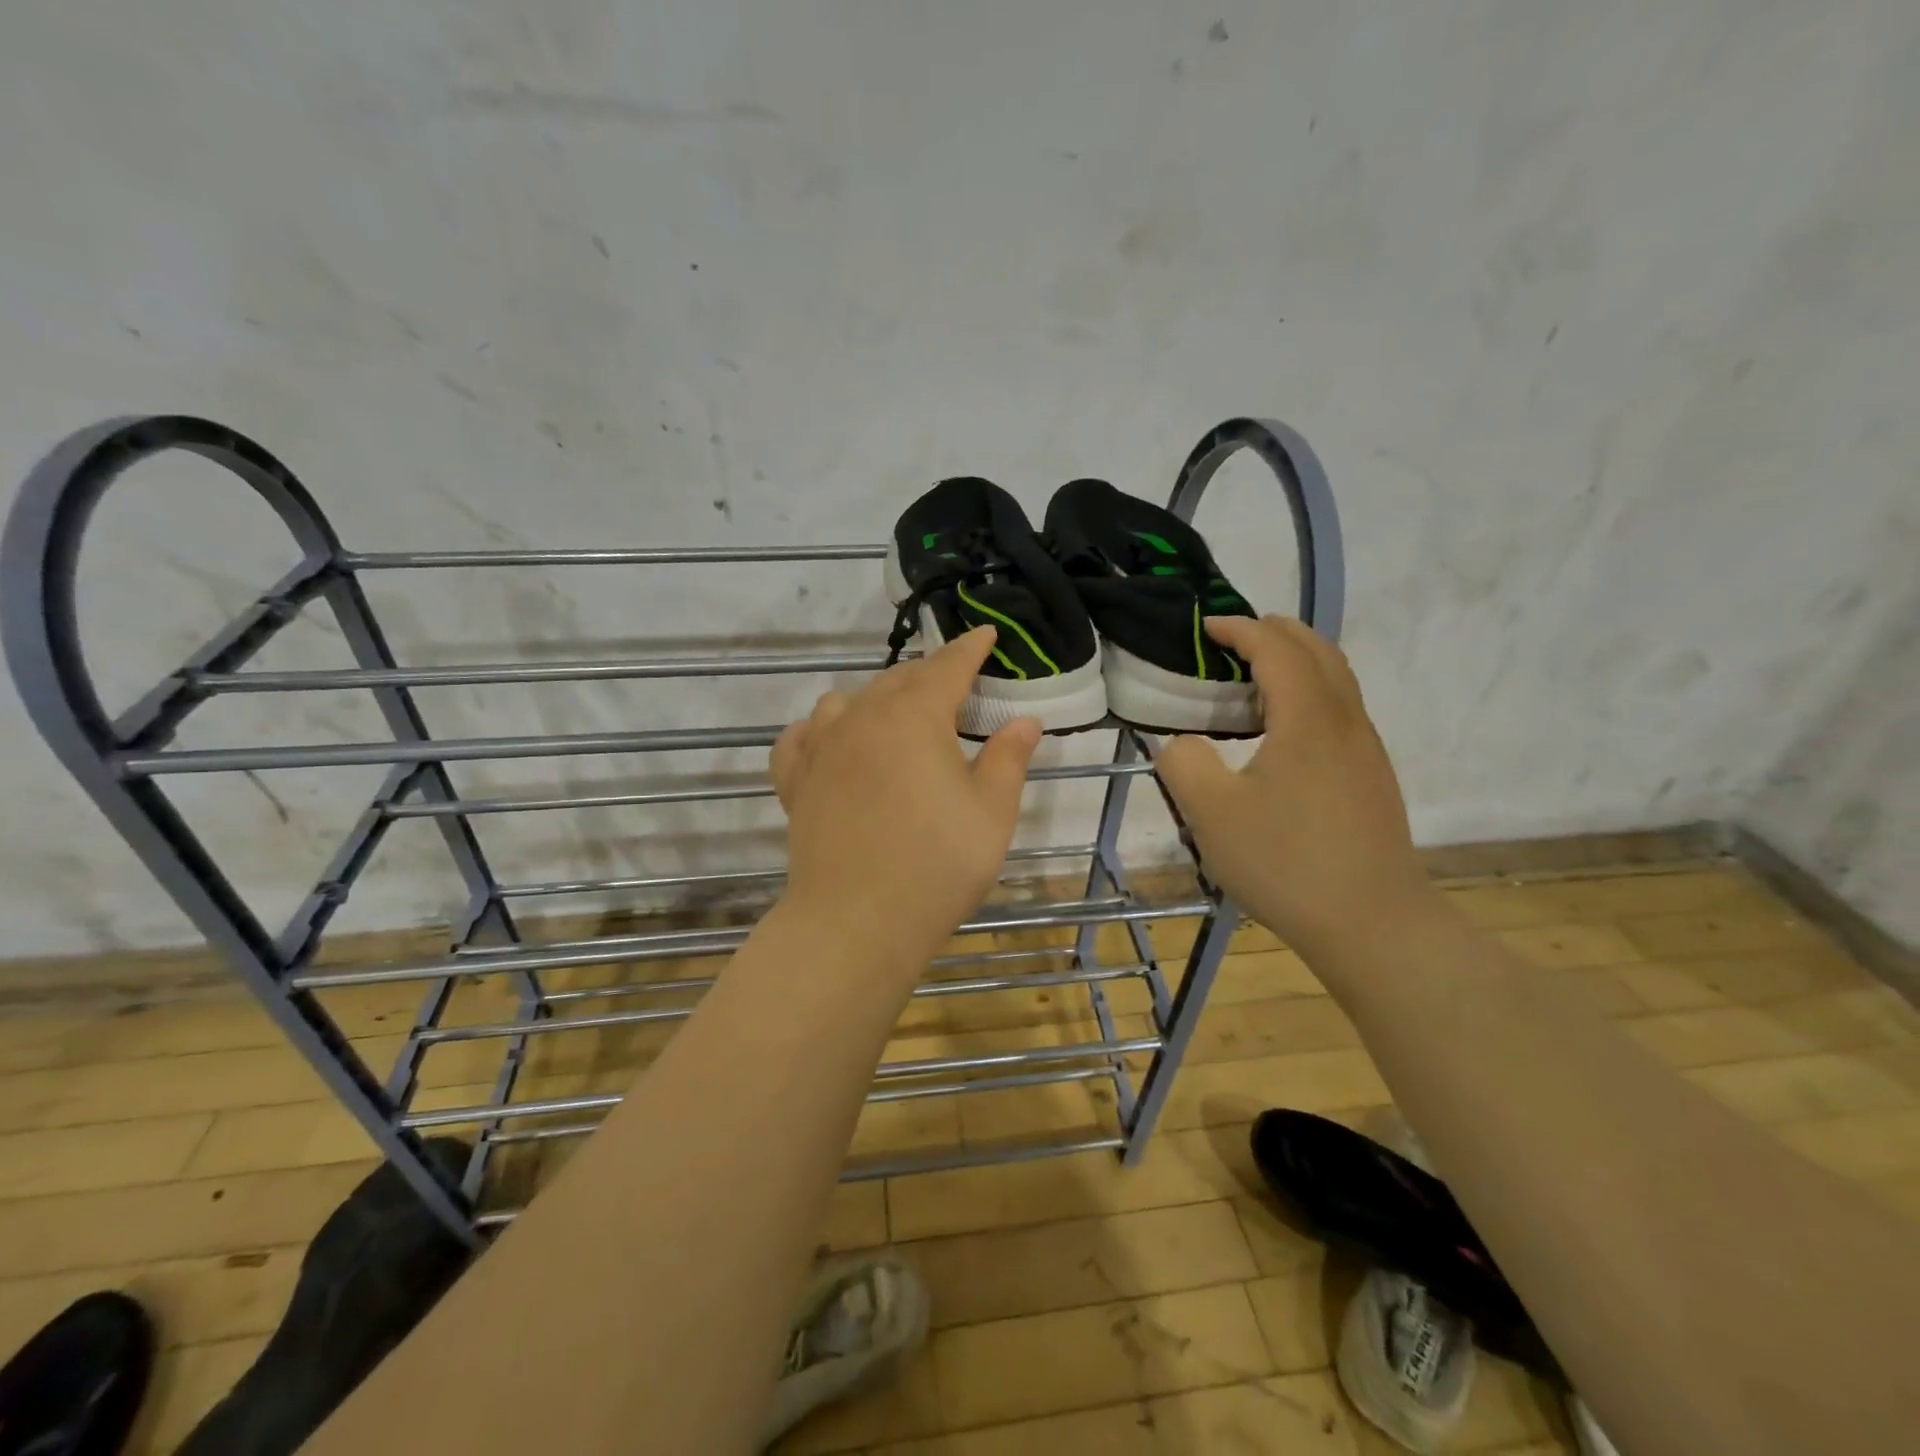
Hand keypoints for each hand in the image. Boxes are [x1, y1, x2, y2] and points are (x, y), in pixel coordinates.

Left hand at [771, 627, 1041, 966]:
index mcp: (915, 717)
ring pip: (847, 701)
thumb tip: (1025, 722)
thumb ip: (1009, 759)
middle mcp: (863, 719)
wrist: (857, 920)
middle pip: (898, 679)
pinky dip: (819, 730)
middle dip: (928, 674)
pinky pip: (800, 739)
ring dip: (876, 697)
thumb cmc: (937, 864)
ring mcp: (822, 749)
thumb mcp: (992, 812)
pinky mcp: (795, 782)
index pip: (947, 667)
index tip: (985, 635)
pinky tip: (828, 739)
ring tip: (896, 714)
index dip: (969, 649)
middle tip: (953, 683)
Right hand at [1156, 616, 1432, 959]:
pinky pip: (1340, 709)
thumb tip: (1181, 742)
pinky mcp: (1371, 776)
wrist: (1373, 923)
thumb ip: (1183, 763)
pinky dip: (1309, 692)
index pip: (1276, 648)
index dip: (1240, 629)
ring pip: (1336, 679)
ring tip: (1253, 678)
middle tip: (1233, 639)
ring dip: (1296, 661)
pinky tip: (1281, 729)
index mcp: (1308, 717)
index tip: (1206, 627)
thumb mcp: (1211, 814)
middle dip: (1275, 632)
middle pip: (1318, 649)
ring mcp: (1366, 749)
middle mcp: (1346, 720)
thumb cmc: (1286, 862)